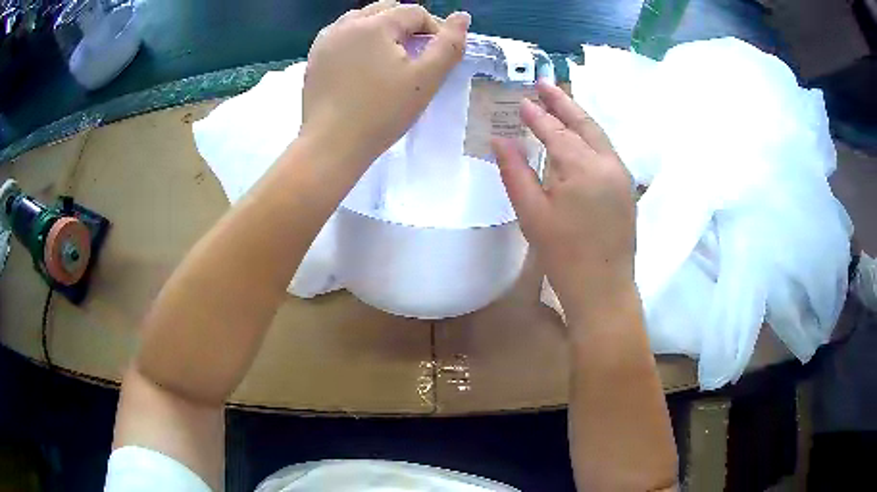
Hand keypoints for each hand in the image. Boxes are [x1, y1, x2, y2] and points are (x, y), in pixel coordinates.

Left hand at [301, 0, 469, 167]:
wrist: (331, 146)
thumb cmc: (382, 113)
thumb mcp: (425, 79)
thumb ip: (449, 45)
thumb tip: (462, 16)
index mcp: (374, 25)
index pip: (414, 12)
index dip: (435, 28)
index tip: (439, 54)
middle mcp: (346, 24)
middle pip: (386, 9)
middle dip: (407, 25)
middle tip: (416, 54)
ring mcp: (325, 40)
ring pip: (361, 19)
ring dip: (382, 29)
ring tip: (390, 56)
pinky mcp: (314, 58)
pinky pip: (341, 35)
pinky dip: (358, 39)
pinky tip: (363, 62)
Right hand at [492, 81, 635, 325]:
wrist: (603, 289)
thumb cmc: (564, 255)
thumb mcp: (532, 213)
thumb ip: (516, 171)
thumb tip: (500, 138)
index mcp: (583, 168)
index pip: (556, 131)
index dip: (538, 115)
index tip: (522, 100)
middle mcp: (608, 163)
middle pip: (584, 123)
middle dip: (563, 102)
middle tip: (544, 83)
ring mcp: (622, 175)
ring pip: (599, 136)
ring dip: (578, 117)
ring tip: (561, 102)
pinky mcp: (627, 188)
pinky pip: (607, 151)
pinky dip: (590, 137)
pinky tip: (579, 136)